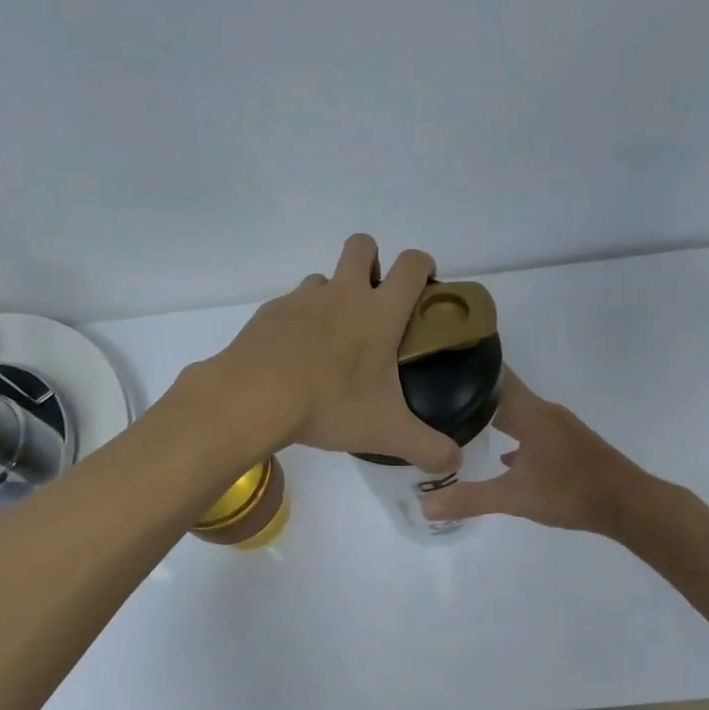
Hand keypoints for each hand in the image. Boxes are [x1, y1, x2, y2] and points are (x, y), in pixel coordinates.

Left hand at [200, 233, 461, 471]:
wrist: (253, 398)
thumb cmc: (330, 405)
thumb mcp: (386, 432)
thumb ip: (428, 448)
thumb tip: (455, 464)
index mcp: (379, 312)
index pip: (412, 265)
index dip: (423, 266)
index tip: (424, 285)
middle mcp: (343, 294)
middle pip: (363, 245)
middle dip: (372, 261)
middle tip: (374, 302)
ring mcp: (303, 299)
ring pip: (324, 278)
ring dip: (333, 295)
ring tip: (332, 338)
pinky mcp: (270, 312)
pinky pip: (292, 304)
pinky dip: (299, 321)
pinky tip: (295, 356)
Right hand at [418, 371, 646, 534]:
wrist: (628, 504)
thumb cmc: (570, 491)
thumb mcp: (514, 498)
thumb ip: (470, 499)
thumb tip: (424, 505)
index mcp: (530, 412)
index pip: (494, 376)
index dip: (467, 368)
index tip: (437, 365)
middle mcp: (544, 411)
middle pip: (503, 394)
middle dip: (472, 395)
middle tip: (436, 399)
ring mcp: (559, 427)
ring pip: (518, 413)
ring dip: (494, 416)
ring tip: (461, 425)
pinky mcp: (569, 444)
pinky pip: (533, 431)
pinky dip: (515, 436)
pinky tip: (505, 457)